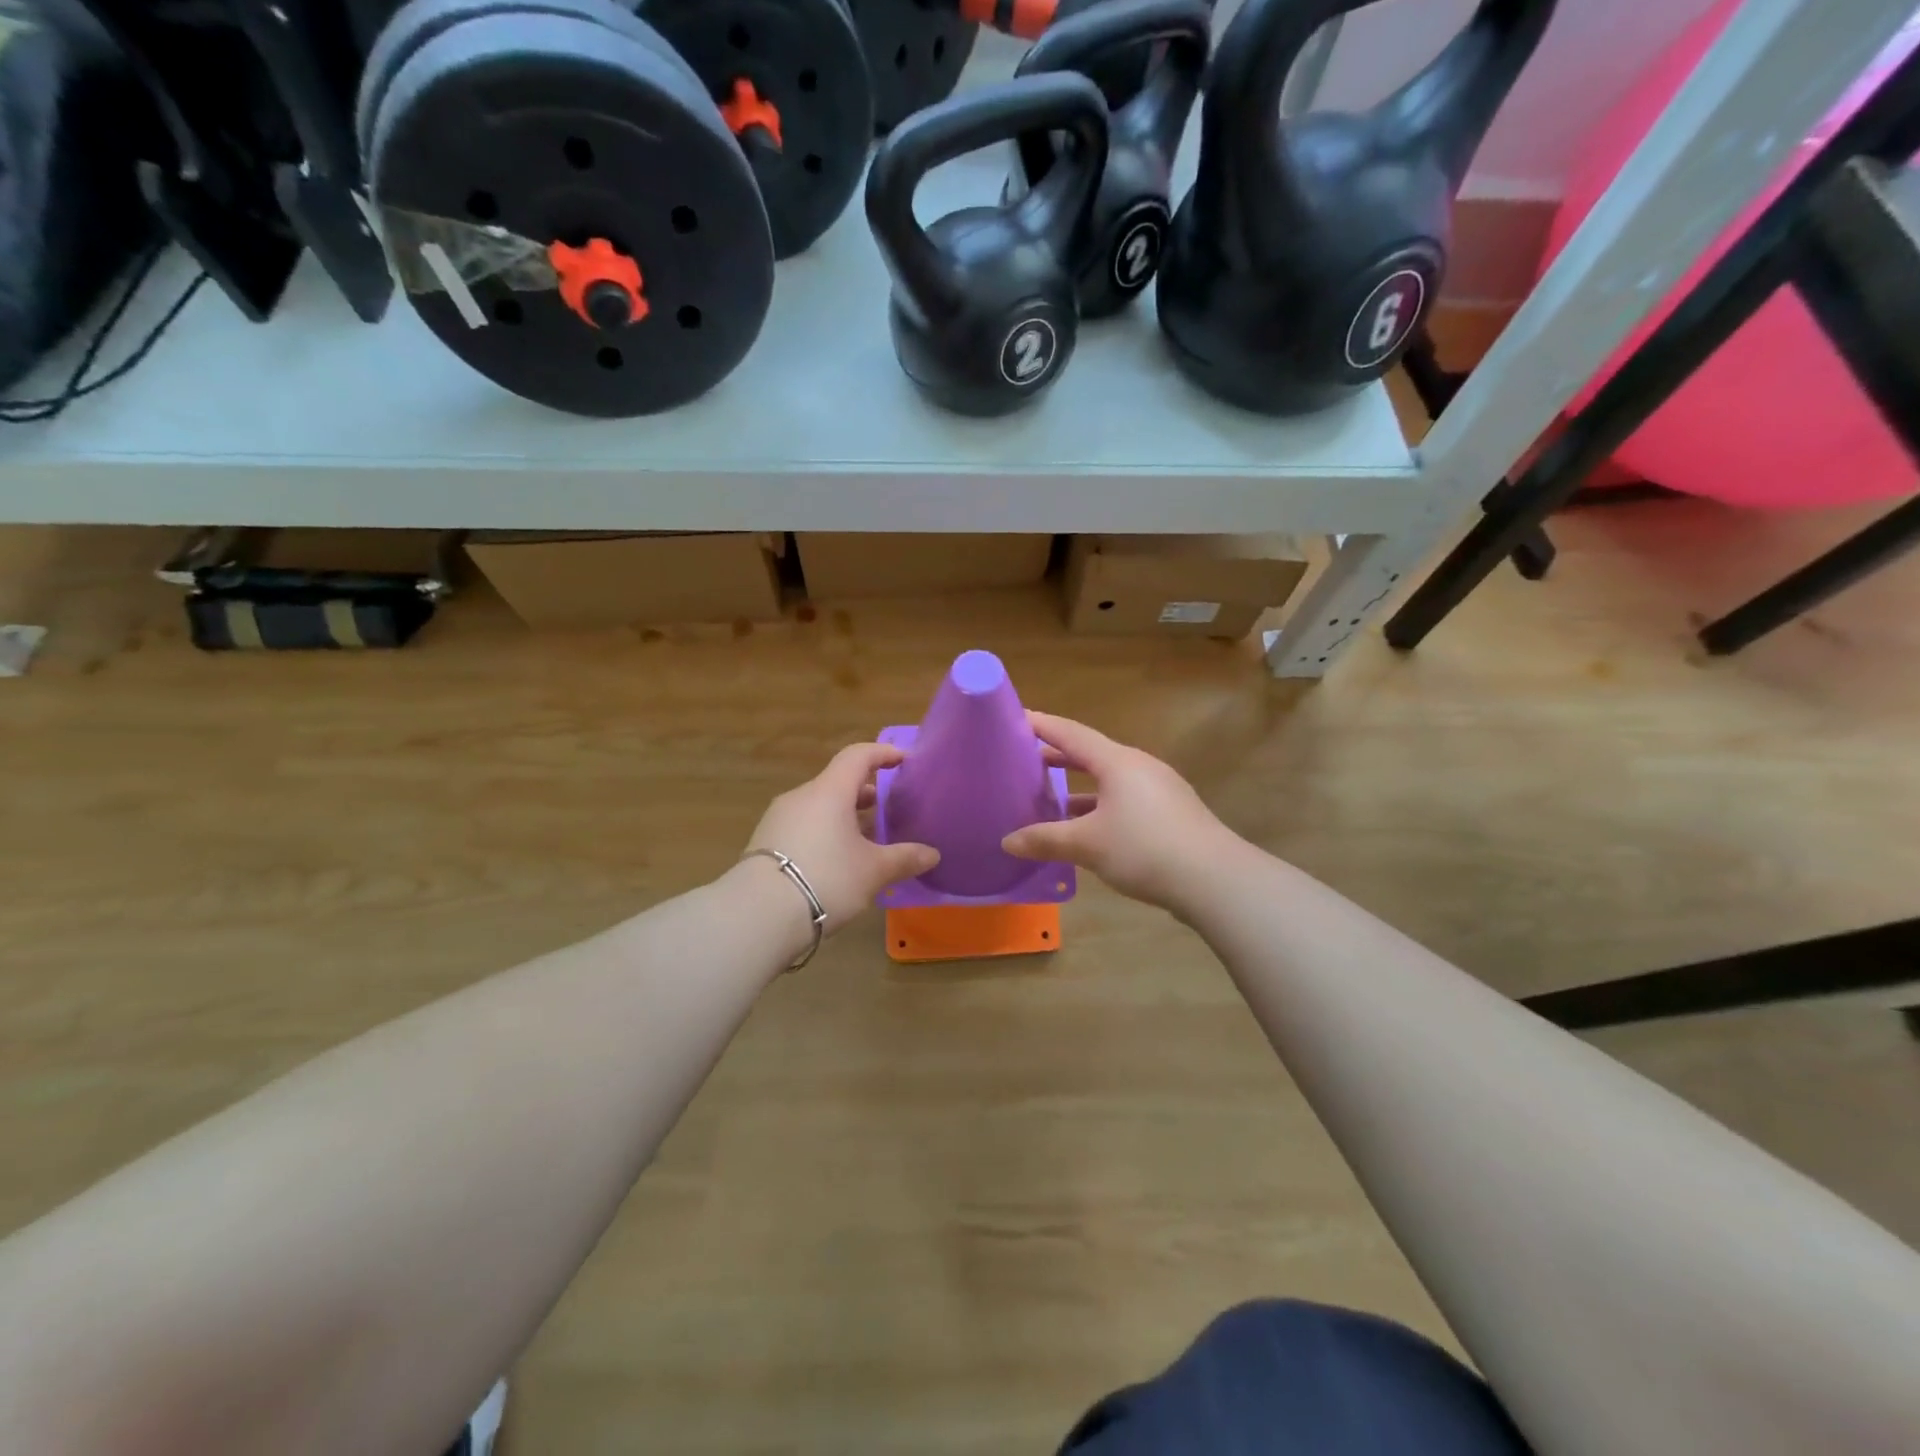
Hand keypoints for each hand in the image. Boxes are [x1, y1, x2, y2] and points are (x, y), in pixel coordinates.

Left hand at [744, 742, 939, 932]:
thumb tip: (932, 854)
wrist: (757, 914)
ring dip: (844, 815)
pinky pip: (804, 826)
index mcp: (830, 791)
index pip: (858, 756)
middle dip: (865, 791)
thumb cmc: (826, 878)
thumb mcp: (873, 871)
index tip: (904, 760)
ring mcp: (779, 819)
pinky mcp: (765, 843)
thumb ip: (904, 858)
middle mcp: (802, 796)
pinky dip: (825, 832)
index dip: (883, 753)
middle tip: (889, 806)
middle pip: (838, 782)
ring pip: (819, 806)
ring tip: (866, 838)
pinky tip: (837, 859)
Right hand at [1001, 712, 1234, 911]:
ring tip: (1050, 798)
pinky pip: (1124, 799)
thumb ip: (1045, 840)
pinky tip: (1087, 830)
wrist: (1215, 880)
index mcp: (1118, 762)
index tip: (1016, 718)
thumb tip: (1007, 841)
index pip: (1071, 733)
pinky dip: (1099, 806)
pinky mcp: (1170, 814)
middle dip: (1058, 757)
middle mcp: (1139, 767)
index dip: (1042, 725)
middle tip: (1025, 760)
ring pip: (1109, 780)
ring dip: (1079, 787)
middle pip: (1091, 754)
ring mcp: (1159, 790)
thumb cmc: (1145, 849)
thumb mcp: (1087, 844)